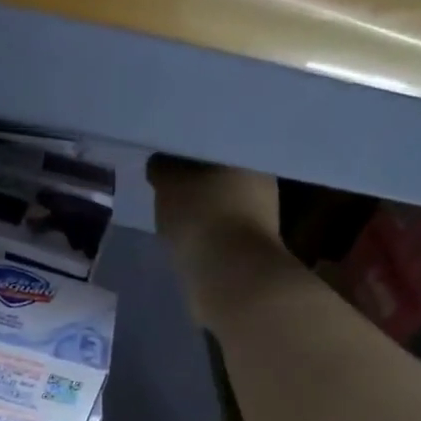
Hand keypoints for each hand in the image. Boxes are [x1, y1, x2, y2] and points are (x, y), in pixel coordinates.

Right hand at [147, 154, 298, 326]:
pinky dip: (202, 231)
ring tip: (169, 209)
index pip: (215, 141)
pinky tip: (183, 235)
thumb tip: (160, 162)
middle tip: (164, 181)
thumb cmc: (202, 218)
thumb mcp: (170, 185)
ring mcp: (259, 218)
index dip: (188, 147)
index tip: (165, 154)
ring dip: (198, 206)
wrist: (230, 279)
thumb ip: (163, 168)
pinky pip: (218, 230)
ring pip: (220, 202)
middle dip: (194, 177)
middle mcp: (261, 182)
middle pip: (219, 172)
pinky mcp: (249, 249)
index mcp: (247, 155)